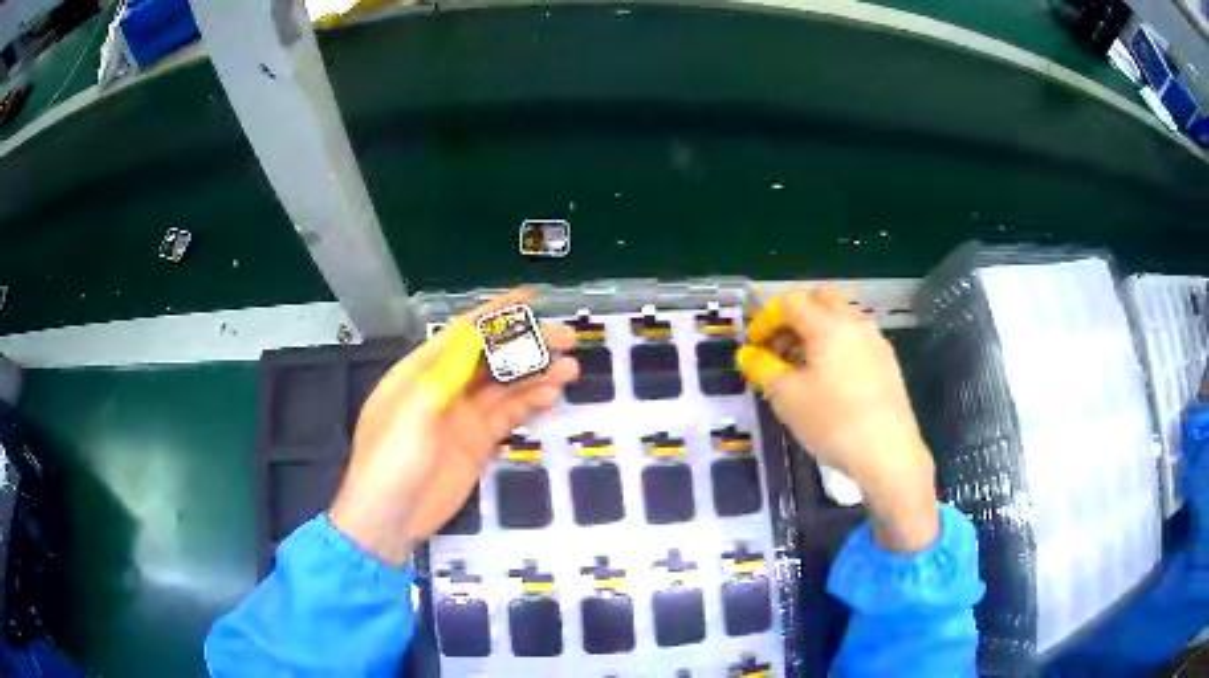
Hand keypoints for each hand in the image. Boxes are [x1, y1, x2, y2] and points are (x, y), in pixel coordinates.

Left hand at [329, 290, 579, 563]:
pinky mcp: (477, 444)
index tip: (529, 299)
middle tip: (566, 339)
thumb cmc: (390, 460)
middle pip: (490, 357)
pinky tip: (551, 396)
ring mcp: (461, 418)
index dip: (494, 314)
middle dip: (525, 345)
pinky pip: (507, 416)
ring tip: (570, 368)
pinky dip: (529, 404)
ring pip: (504, 387)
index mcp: (419, 372)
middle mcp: (443, 388)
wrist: (389, 520)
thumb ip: (447, 372)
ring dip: (535, 375)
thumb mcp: (413, 411)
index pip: (461, 334)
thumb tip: (476, 335)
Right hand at [736, 287, 938, 551]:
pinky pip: (856, 338)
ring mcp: (876, 340)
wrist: (888, 452)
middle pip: (820, 300)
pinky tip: (831, 379)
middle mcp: (855, 322)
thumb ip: (762, 369)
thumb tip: (748, 354)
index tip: (753, 346)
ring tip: (803, 366)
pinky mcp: (888, 361)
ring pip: (842, 318)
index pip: (790, 303)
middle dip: (795, 317)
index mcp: (828, 324)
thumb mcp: (787, 398)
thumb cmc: (832, 423)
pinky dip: (837, 344)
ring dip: (817, 330)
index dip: (765, 319)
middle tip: (779, 348)